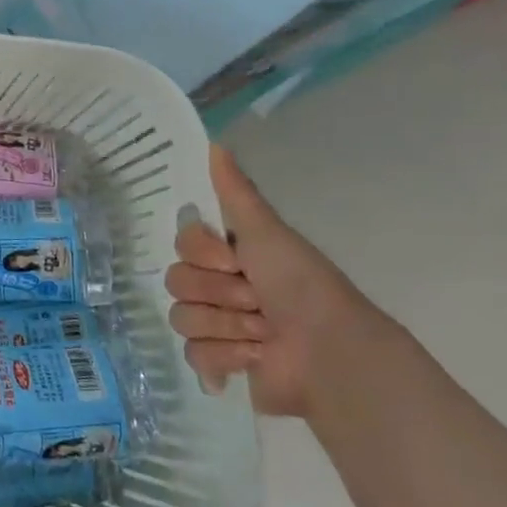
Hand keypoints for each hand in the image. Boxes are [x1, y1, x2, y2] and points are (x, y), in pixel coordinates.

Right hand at [165, 144, 377, 417]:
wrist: (330, 352)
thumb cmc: (301, 285)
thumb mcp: (268, 232)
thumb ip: (236, 192)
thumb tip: (214, 142)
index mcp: (230, 255)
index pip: (182, 243)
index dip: (202, 253)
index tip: (233, 260)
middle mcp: (220, 286)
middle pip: (177, 281)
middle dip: (218, 293)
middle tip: (255, 300)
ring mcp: (219, 326)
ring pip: (182, 317)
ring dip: (225, 326)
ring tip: (262, 335)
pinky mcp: (221, 365)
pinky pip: (192, 355)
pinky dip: (225, 358)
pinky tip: (253, 359)